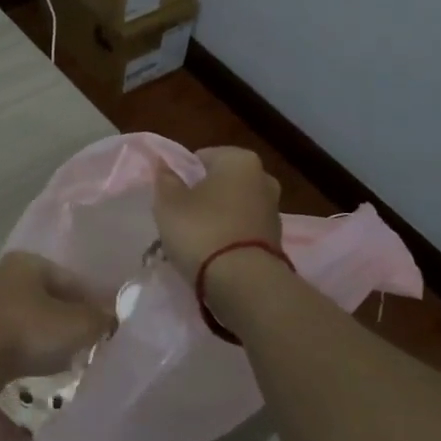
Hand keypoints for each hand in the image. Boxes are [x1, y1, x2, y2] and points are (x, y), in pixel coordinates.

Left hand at [0, 251, 115, 381]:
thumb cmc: (27, 330)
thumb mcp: (75, 324)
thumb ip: (99, 319)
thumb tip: (113, 317)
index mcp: (29, 262)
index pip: (72, 279)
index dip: (94, 301)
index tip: (110, 325)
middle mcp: (8, 277)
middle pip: (51, 298)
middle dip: (72, 319)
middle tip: (92, 342)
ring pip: (33, 319)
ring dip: (51, 336)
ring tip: (70, 358)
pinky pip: (16, 339)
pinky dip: (31, 349)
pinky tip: (41, 367)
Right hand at [153, 146, 282, 280]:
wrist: (244, 283)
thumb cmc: (202, 230)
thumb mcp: (169, 203)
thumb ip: (165, 180)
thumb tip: (164, 165)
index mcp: (239, 159)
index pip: (202, 157)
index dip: (182, 175)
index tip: (171, 197)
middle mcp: (263, 178)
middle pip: (221, 182)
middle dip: (203, 196)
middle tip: (180, 217)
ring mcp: (273, 209)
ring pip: (233, 207)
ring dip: (216, 217)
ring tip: (195, 240)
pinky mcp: (276, 239)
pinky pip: (243, 230)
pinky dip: (229, 236)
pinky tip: (213, 253)